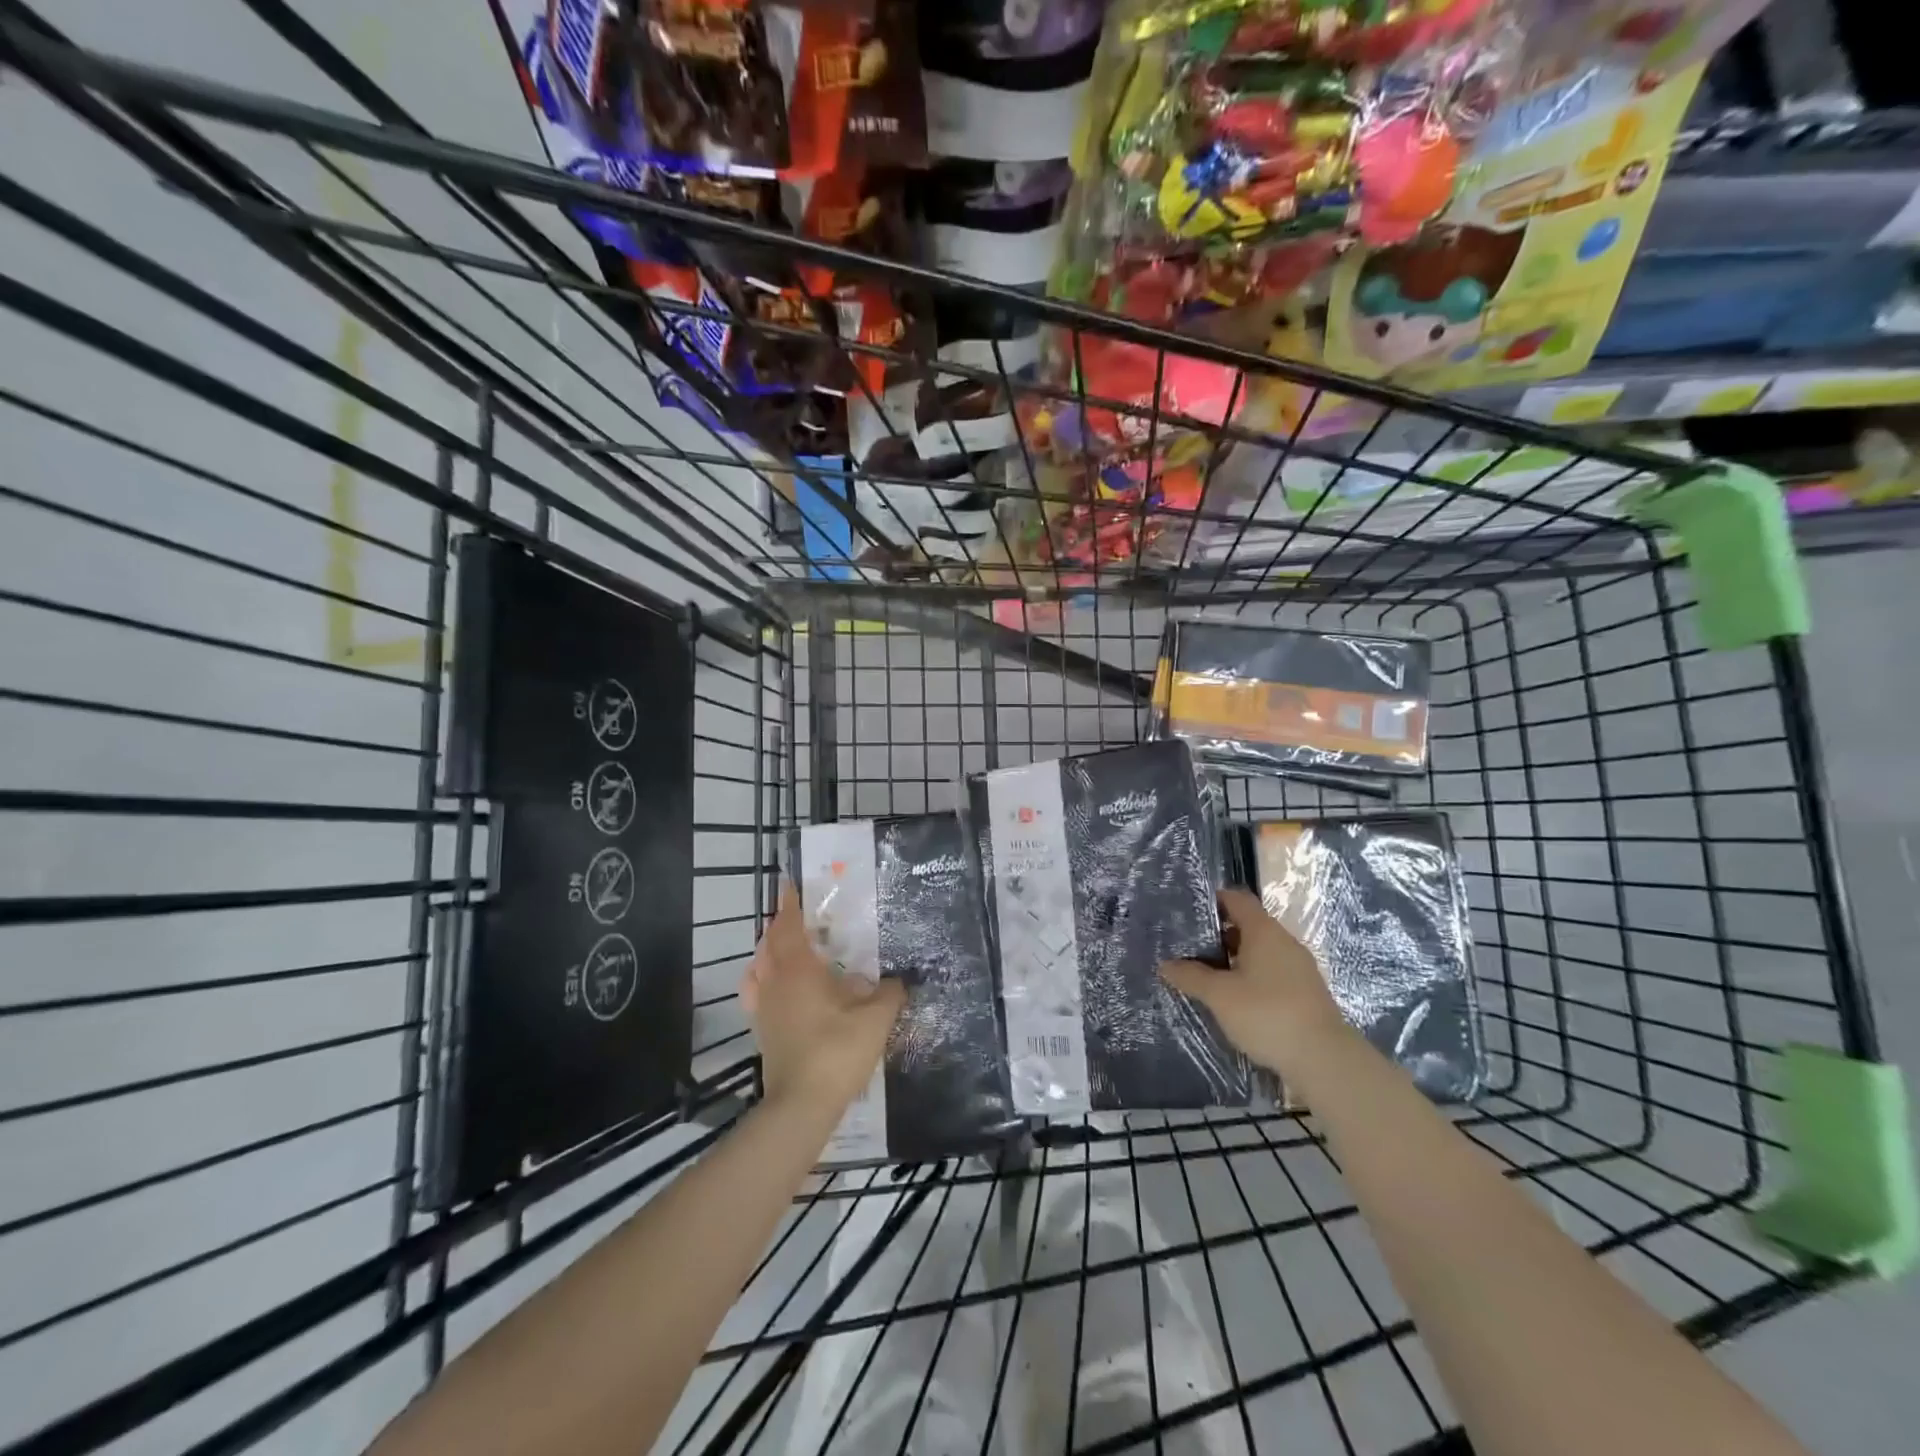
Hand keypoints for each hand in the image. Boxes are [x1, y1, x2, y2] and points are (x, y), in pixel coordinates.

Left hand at [741, 883, 905, 1113]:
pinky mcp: (763, 1030)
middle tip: (798, 913)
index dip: (789, 904)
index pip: (789, 926)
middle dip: (781, 924)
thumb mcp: (875, 1020)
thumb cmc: (837, 1052)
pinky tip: (774, 986)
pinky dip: (762, 978)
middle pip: (770, 944)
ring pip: (760, 966)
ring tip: (786, 945)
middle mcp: (776, 982)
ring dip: (769, 950)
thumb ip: (890, 994)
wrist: (801, 1105)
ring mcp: (765, 1007)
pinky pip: (756, 993)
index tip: (790, 884)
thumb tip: (899, 980)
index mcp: (799, 971)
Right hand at [1159, 886, 1345, 1073]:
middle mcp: (1284, 941)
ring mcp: (1299, 967)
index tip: (1189, 912)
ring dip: (1235, 959)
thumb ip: (1191, 976)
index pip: (1237, 899)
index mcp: (1264, 931)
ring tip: (1208, 975)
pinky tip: (1236, 999)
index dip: (1213, 900)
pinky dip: (1252, 977)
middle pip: (1248, 925)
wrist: (1325, 1060)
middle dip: (1219, 934)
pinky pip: (1272, 972)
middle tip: (1190, 947)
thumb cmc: (1267, 1014)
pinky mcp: (1306, 992)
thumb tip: (1165, 964)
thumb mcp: (1220, 995)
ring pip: (1261, 951)